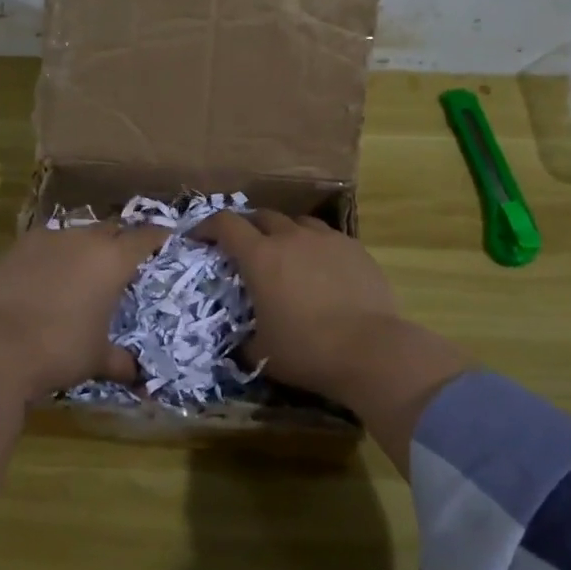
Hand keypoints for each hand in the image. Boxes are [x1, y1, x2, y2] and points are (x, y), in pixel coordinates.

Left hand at [0, 223, 167, 399]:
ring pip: (78, 233)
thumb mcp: (96, 359)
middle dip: (120, 242)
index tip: (165, 240)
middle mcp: (84, 240)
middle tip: (123, 263)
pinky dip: (56, 253)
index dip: (158, 237)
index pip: (146, 236)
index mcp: (113, 260)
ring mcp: (49, 239)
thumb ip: (120, 361)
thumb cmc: (58, 350)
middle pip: (112, 229)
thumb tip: (138, 376)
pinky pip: (48, 241)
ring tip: (84, 270)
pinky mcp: (18, 246)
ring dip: (86, 247)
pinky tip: (49, 275)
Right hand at [191, 210, 402, 402]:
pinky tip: (322, 267)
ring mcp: (326, 239)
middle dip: (248, 227)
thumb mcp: (263, 353)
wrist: (371, 349)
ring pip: (297, 222)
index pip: (226, 225)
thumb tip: (242, 344)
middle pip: (262, 216)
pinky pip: (328, 237)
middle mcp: (291, 238)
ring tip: (286, 253)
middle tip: (244, 246)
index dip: (208, 226)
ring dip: (284, 232)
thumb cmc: (307, 350)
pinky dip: (316, 246)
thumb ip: (246, 342)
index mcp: (261, 257)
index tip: (199, 237)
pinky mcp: (355, 248)